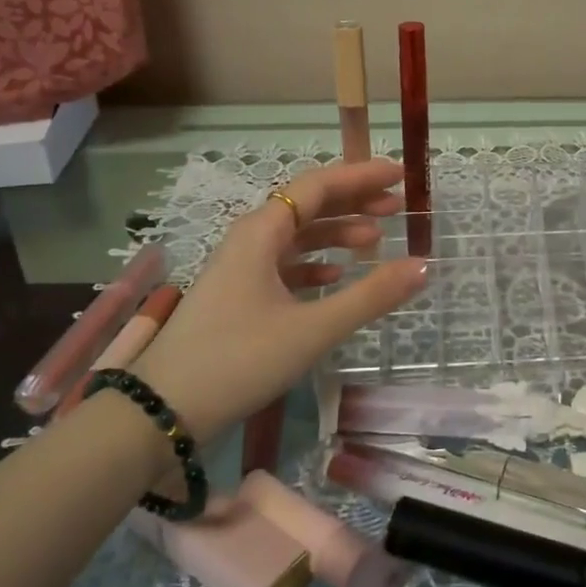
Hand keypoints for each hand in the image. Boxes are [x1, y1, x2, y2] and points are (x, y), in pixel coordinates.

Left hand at [132, 159, 425, 442]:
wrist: (161, 411)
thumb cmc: (238, 359)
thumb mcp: (312, 329)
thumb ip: (370, 296)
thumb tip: (424, 266)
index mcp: (262, 231)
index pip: (318, 185)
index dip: (361, 176)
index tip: (400, 175)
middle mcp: (250, 238)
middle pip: (308, 205)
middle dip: (354, 201)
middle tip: (397, 206)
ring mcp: (241, 267)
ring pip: (297, 236)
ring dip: (336, 232)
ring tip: (376, 240)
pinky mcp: (238, 295)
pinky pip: (284, 264)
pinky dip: (315, 263)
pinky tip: (336, 276)